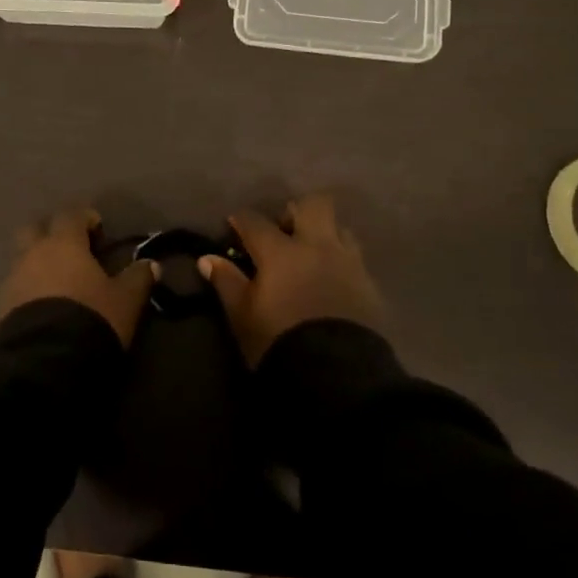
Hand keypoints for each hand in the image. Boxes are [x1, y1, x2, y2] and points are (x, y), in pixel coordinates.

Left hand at [0, 207, 156, 346]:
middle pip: (35, 229)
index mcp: (64, 244)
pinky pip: (15, 287)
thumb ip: (138, 278)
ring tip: (56, 283)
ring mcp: (13, 279)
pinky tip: (41, 306)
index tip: (97, 228)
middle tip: (70, 250)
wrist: (46, 360)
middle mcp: (33, 254)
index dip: (84, 218)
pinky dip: (27, 289)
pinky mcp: (1, 306)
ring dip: (37, 263)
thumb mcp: (125, 300)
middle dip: (50, 233)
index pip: (70, 215)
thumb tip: (152, 264)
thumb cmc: (91, 318)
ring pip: (22, 258)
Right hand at [199, 195, 384, 365]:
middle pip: (313, 204)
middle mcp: (317, 246)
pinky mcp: (370, 284)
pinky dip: (341, 262)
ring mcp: (348, 263)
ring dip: (325, 234)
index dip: (241, 220)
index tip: (234, 226)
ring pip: (340, 228)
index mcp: (281, 251)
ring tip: (312, 256)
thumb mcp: (242, 315)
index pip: (254, 221)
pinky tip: (332, 281)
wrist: (337, 373)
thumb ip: (226, 282)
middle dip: (296, 210)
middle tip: (284, 231)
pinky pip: (355, 259)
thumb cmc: (278, 341)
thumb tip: (207, 259)